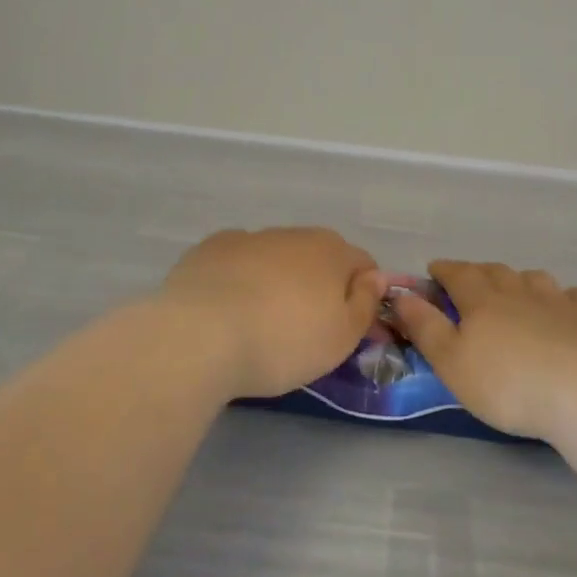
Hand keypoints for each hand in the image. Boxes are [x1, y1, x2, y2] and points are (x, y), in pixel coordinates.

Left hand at [162, 228, 383, 398]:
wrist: (200, 337)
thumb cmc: (283, 342)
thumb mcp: (341, 338)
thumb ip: (366, 303)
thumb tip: (376, 277)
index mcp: (332, 252)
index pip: (364, 265)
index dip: (363, 295)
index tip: (349, 328)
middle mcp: (294, 234)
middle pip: (319, 257)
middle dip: (319, 284)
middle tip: (305, 328)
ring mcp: (249, 237)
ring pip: (276, 256)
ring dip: (278, 279)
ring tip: (262, 321)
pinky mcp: (210, 249)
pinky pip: (237, 260)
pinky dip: (240, 277)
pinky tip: (229, 306)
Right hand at [390, 261, 576, 440]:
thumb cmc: (507, 384)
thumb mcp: (451, 362)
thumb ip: (424, 326)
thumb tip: (401, 293)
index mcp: (482, 300)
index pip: (457, 274)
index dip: (444, 270)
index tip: (434, 270)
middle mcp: (519, 291)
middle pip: (494, 271)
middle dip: (478, 272)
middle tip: (469, 282)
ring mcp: (558, 300)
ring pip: (533, 278)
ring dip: (519, 280)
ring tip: (514, 293)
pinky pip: (574, 296)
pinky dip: (563, 298)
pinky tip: (564, 309)